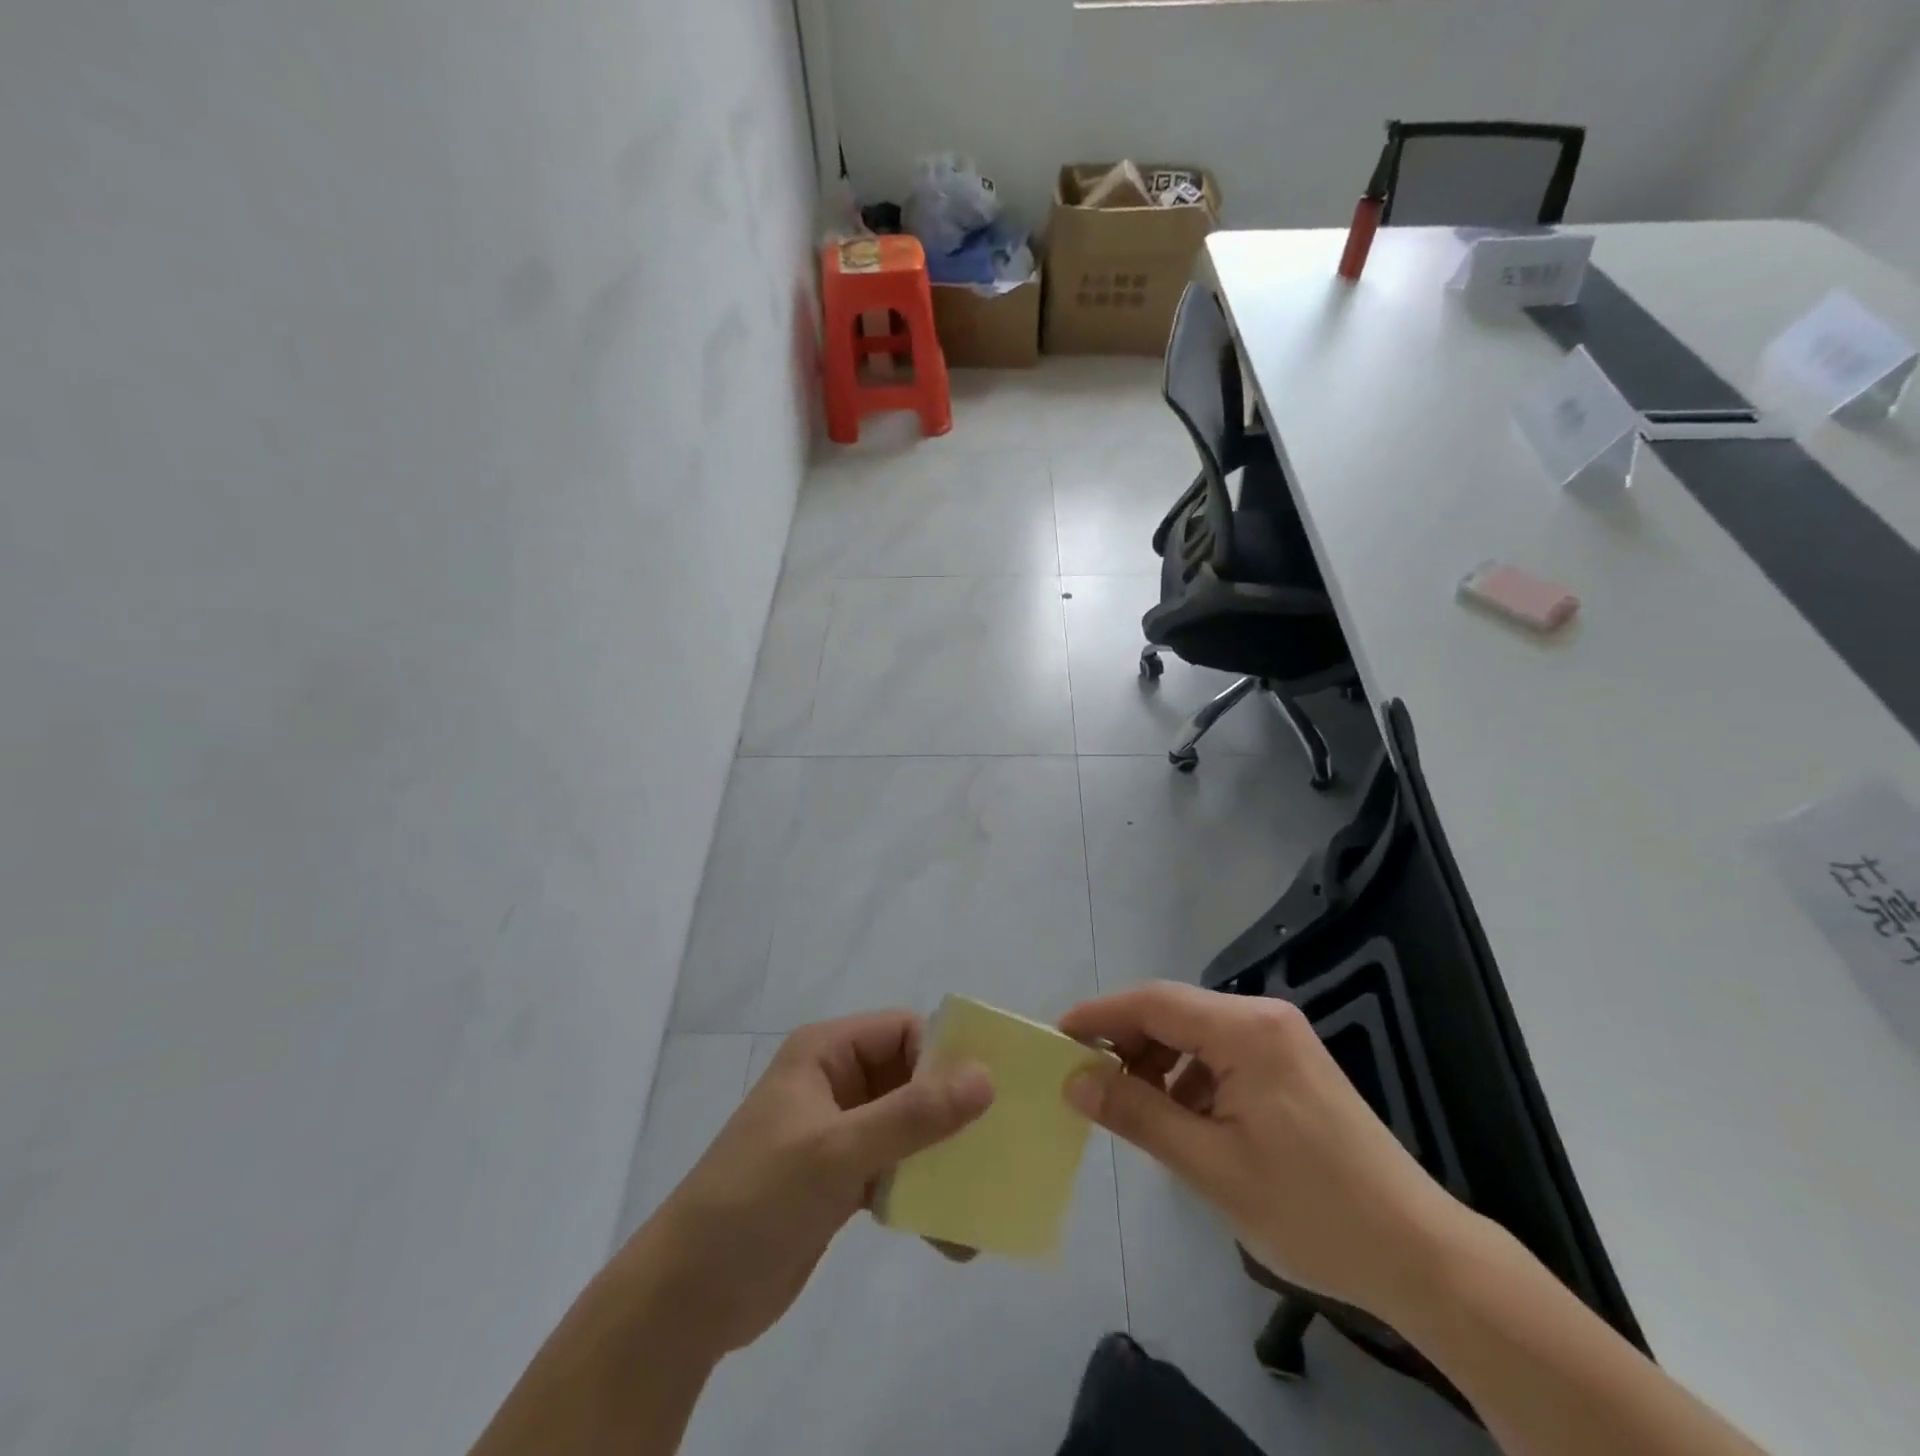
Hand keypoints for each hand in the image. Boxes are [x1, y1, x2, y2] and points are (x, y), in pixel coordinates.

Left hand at [633, 1011, 992, 1357]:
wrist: (688, 1297)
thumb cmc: (758, 1199)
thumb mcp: (838, 1151)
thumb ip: (913, 1115)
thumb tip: (986, 1077)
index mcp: (826, 1054)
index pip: (903, 1032)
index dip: (945, 1057)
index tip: (988, 1098)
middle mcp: (835, 1083)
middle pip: (910, 1079)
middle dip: (952, 1114)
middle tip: (1000, 1147)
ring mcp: (837, 1133)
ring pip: (906, 1128)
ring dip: (941, 1161)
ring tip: (981, 1198)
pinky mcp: (839, 1180)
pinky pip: (894, 1171)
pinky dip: (921, 1194)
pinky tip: (951, 1235)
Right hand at [1060, 982, 1469, 1319]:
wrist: (1420, 1254)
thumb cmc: (1310, 1210)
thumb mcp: (1210, 1165)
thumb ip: (1137, 1114)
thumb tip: (1075, 1080)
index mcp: (1246, 1030)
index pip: (1153, 1002)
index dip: (1100, 1015)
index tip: (1057, 1039)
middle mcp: (1264, 1018)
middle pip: (1174, 1012)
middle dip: (1127, 1043)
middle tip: (1091, 1084)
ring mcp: (1283, 1038)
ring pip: (1196, 1033)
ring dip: (1158, 1063)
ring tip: (1137, 1110)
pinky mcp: (1292, 1064)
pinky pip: (1223, 1053)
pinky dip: (1191, 1077)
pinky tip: (1185, 1120)